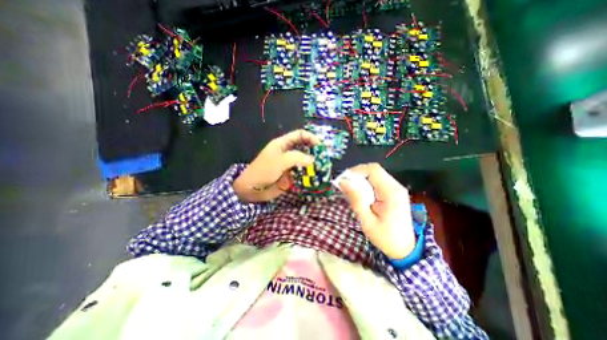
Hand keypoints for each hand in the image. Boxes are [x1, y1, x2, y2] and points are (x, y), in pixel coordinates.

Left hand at [233, 129, 318, 200]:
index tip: (320, 145)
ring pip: (305, 161)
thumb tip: (312, 159)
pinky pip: (302, 173)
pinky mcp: (291, 176)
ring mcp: (290, 165)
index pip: (299, 135)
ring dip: (313, 164)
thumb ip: (297, 158)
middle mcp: (288, 153)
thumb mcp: (280, 161)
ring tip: (322, 168)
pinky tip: (315, 178)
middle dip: (314, 151)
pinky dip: (309, 175)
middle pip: (304, 148)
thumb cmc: (264, 170)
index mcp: (283, 144)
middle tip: (324, 158)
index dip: (310, 137)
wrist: (252, 189)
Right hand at [339, 163, 414, 258]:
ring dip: (361, 180)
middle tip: (345, 187)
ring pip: (375, 175)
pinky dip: (366, 184)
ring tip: (352, 191)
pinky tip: (361, 195)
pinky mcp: (394, 192)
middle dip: (357, 175)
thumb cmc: (385, 237)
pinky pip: (377, 181)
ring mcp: (396, 188)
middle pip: (374, 170)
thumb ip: (356, 199)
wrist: (405, 248)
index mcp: (391, 192)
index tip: (344, 180)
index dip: (356, 170)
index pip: (373, 170)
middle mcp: (396, 186)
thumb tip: (343, 182)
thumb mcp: (366, 221)